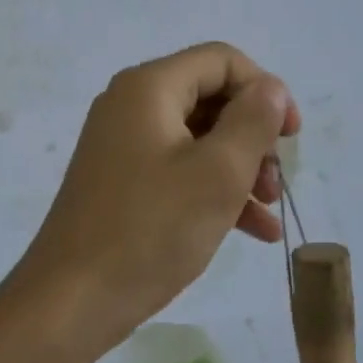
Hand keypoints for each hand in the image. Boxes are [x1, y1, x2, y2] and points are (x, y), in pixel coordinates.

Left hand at [9, 41, 299, 359]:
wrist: (71, 301)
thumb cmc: (150, 230)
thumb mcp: (217, 174)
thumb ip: (253, 122)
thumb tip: (269, 90)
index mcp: (149, 88)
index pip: (222, 61)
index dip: (266, 90)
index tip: (292, 136)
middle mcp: (131, 106)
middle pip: (211, 99)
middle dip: (254, 137)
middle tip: (275, 184)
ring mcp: (123, 147)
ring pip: (199, 140)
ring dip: (241, 169)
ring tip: (270, 211)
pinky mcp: (121, 183)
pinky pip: (178, 171)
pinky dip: (214, 192)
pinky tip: (254, 231)